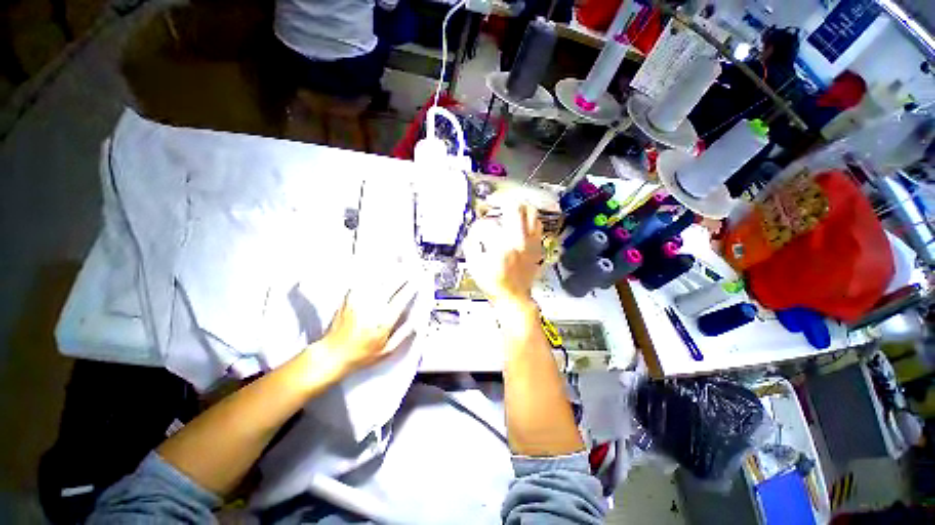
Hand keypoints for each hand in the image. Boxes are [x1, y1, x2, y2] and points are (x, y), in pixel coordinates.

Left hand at [314, 276, 417, 377]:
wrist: (332, 354)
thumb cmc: (358, 355)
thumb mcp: (387, 350)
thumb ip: (403, 334)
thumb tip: (415, 323)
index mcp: (384, 321)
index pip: (402, 297)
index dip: (412, 286)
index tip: (418, 280)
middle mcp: (372, 308)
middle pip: (391, 284)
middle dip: (403, 275)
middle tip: (411, 269)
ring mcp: (360, 302)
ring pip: (378, 280)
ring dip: (390, 272)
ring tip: (398, 266)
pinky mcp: (349, 299)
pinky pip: (363, 282)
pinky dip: (373, 275)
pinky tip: (378, 272)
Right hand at [464, 203, 542, 305]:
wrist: (514, 297)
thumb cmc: (495, 285)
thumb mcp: (475, 267)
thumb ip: (471, 246)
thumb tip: (473, 233)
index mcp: (501, 247)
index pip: (487, 225)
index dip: (478, 225)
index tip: (476, 228)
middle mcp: (518, 241)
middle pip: (515, 208)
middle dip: (502, 202)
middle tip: (495, 203)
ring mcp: (530, 243)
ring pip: (531, 213)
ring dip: (519, 207)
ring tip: (511, 208)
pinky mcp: (537, 247)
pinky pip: (538, 226)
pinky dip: (530, 220)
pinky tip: (522, 222)